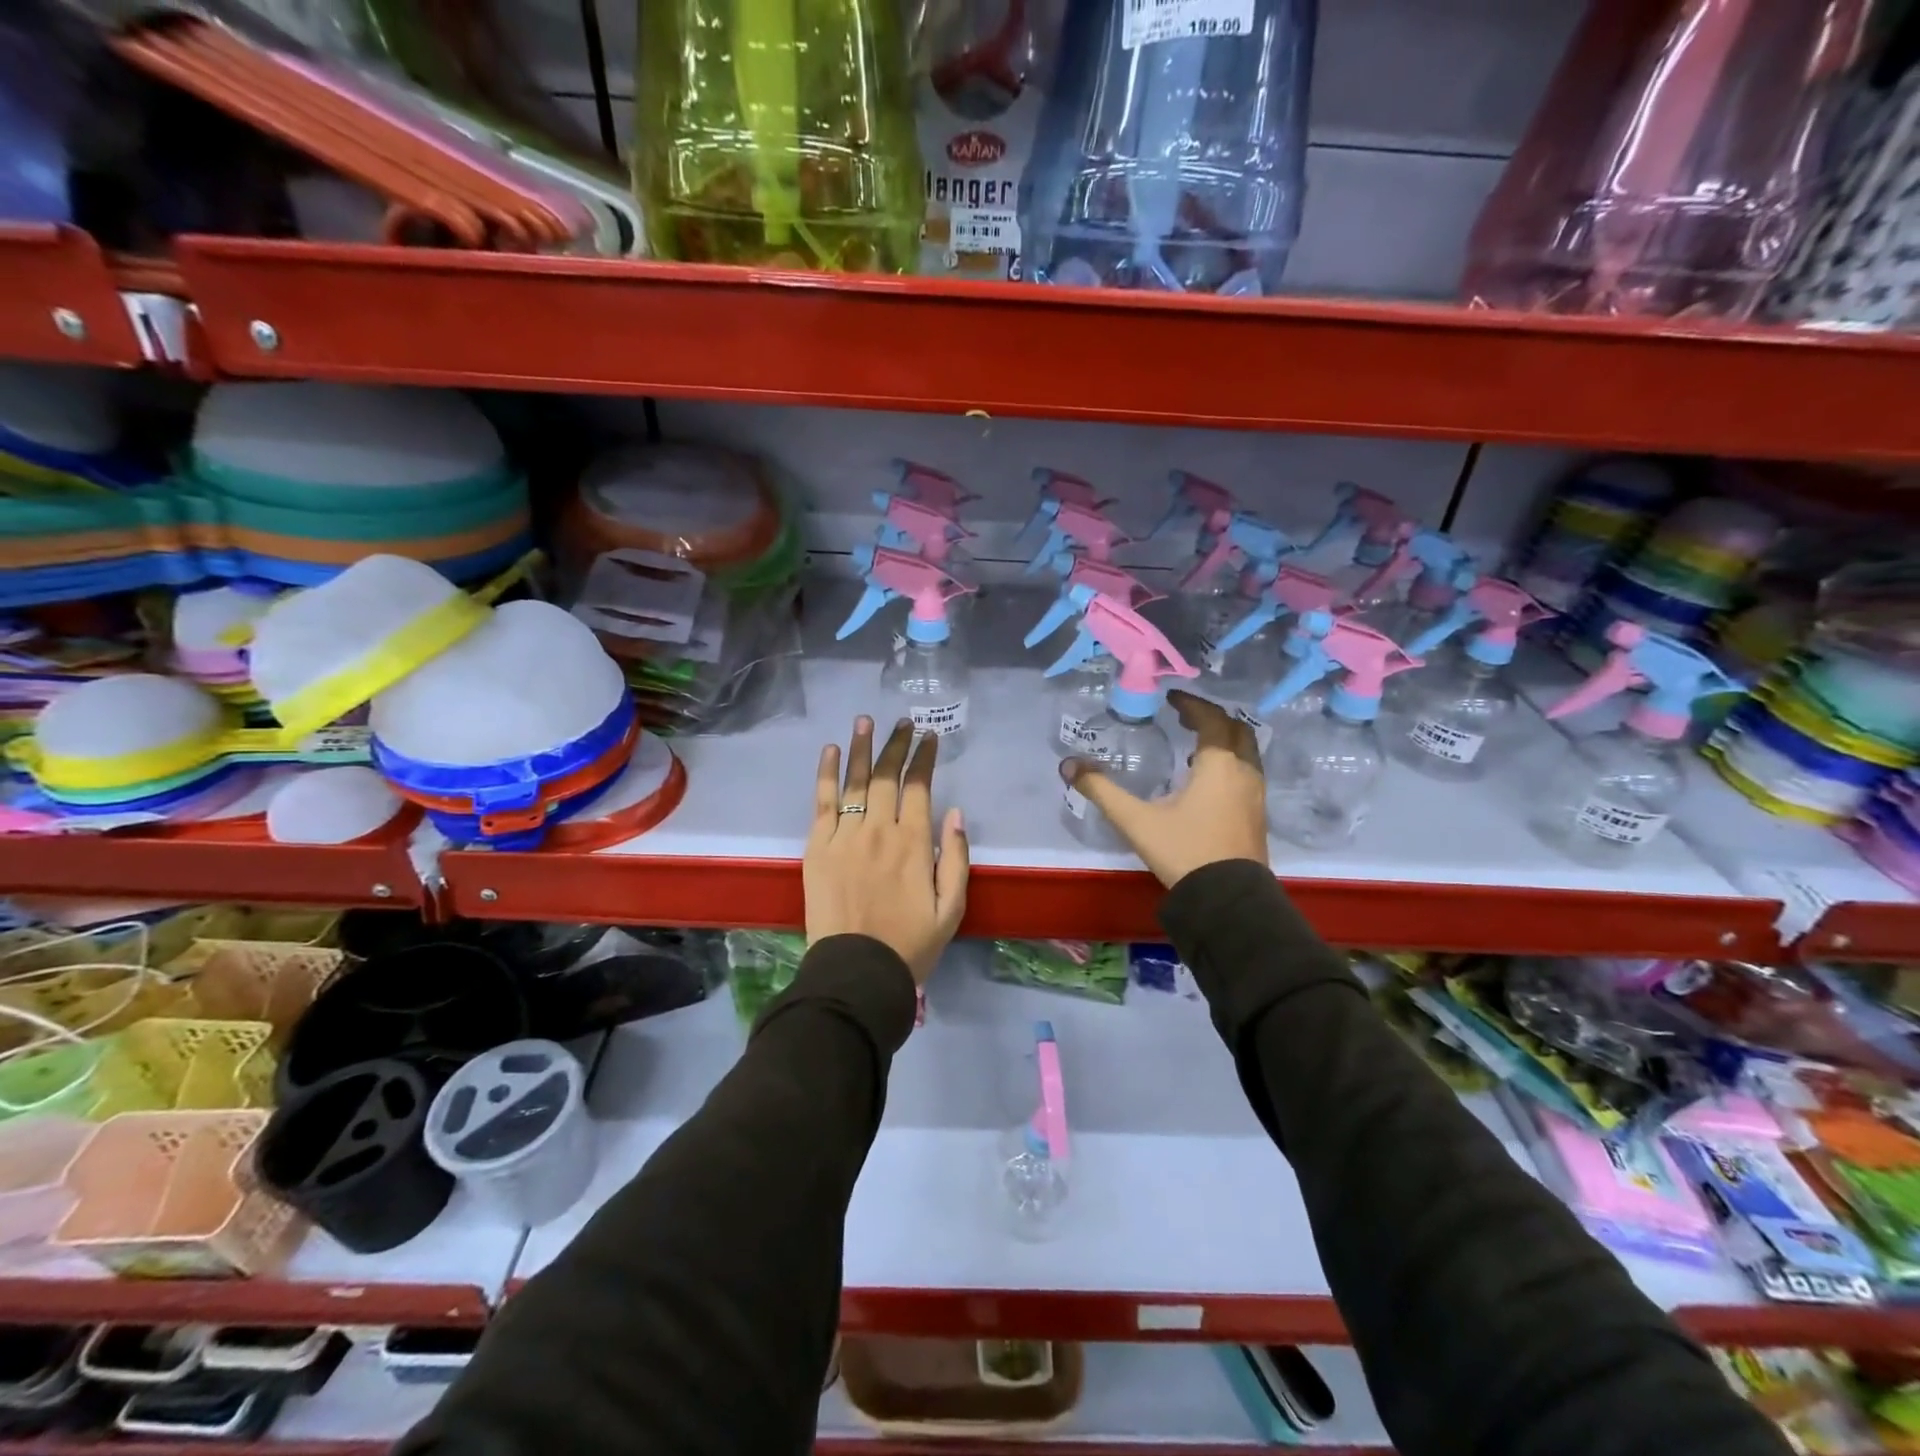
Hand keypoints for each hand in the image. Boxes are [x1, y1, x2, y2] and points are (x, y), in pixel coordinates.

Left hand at [805, 717, 968, 983]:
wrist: (856, 972)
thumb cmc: (910, 944)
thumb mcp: (951, 909)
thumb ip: (956, 858)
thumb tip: (955, 812)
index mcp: (914, 844)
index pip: (920, 787)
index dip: (924, 758)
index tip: (929, 737)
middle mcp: (879, 830)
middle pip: (886, 776)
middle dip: (896, 744)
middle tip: (901, 722)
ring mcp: (845, 836)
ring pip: (855, 781)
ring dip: (861, 747)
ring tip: (865, 721)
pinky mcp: (817, 847)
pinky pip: (822, 802)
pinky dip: (826, 774)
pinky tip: (831, 751)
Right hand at [1061, 689, 1268, 887]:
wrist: (1228, 900)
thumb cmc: (1184, 851)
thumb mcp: (1136, 820)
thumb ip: (1102, 790)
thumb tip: (1069, 765)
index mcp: (1218, 764)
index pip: (1211, 719)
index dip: (1192, 704)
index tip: (1171, 698)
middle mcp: (1244, 772)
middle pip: (1236, 729)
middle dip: (1211, 718)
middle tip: (1184, 716)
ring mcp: (1255, 794)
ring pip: (1246, 751)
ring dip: (1223, 740)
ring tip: (1193, 746)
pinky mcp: (1257, 814)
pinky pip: (1247, 772)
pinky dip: (1229, 762)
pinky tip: (1206, 780)